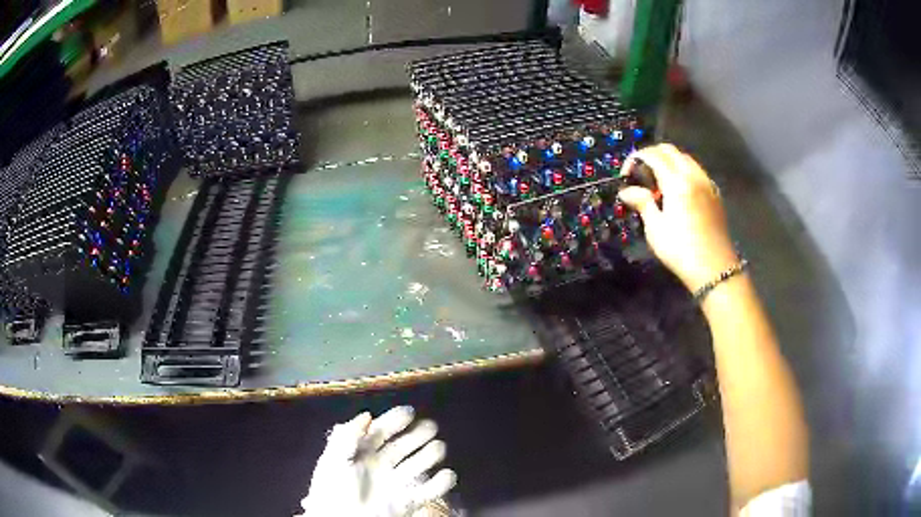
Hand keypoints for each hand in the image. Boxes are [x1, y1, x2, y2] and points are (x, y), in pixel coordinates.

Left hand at [299, 406, 456, 516]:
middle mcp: (381, 466)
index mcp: (361, 454)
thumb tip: (367, 415)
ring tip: (439, 447)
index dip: (394, 420)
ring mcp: (395, 484)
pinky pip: (428, 491)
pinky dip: (441, 484)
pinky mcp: (407, 502)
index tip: (409, 412)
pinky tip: (447, 474)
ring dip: (430, 455)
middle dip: (417, 435)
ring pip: (418, 465)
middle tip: (430, 427)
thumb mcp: (333, 459)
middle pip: (403, 446)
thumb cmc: (333, 490)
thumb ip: (347, 435)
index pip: (381, 432)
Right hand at [618, 144, 738, 291]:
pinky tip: (678, 189)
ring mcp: (707, 183)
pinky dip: (683, 170)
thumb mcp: (656, 229)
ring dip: (669, 161)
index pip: (653, 155)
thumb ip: (642, 203)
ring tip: (659, 180)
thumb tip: (626, 191)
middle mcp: (693, 175)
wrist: (715, 269)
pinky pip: (697, 170)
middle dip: (652, 154)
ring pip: (685, 158)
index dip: (636, 158)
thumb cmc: (681, 251)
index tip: (626, 174)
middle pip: (671, 150)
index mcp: (677, 182)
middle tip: (641, 172)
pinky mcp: (715, 193)